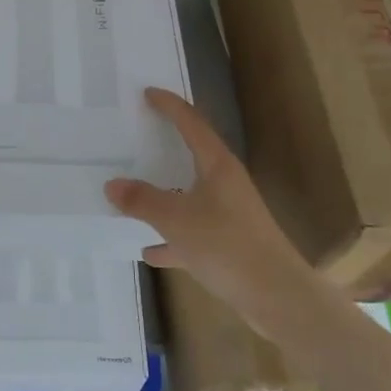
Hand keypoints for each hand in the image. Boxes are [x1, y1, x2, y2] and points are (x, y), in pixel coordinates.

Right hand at [105, 87, 306, 337]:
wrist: (278, 297)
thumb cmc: (228, 245)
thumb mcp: (176, 220)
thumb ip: (142, 200)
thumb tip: (112, 184)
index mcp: (217, 166)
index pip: (191, 123)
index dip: (170, 106)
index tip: (148, 93)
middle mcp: (225, 184)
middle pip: (192, 155)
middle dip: (165, 145)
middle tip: (136, 133)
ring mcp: (229, 214)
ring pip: (190, 195)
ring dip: (165, 194)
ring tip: (134, 192)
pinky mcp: (229, 244)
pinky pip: (192, 233)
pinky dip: (172, 238)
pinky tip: (150, 250)